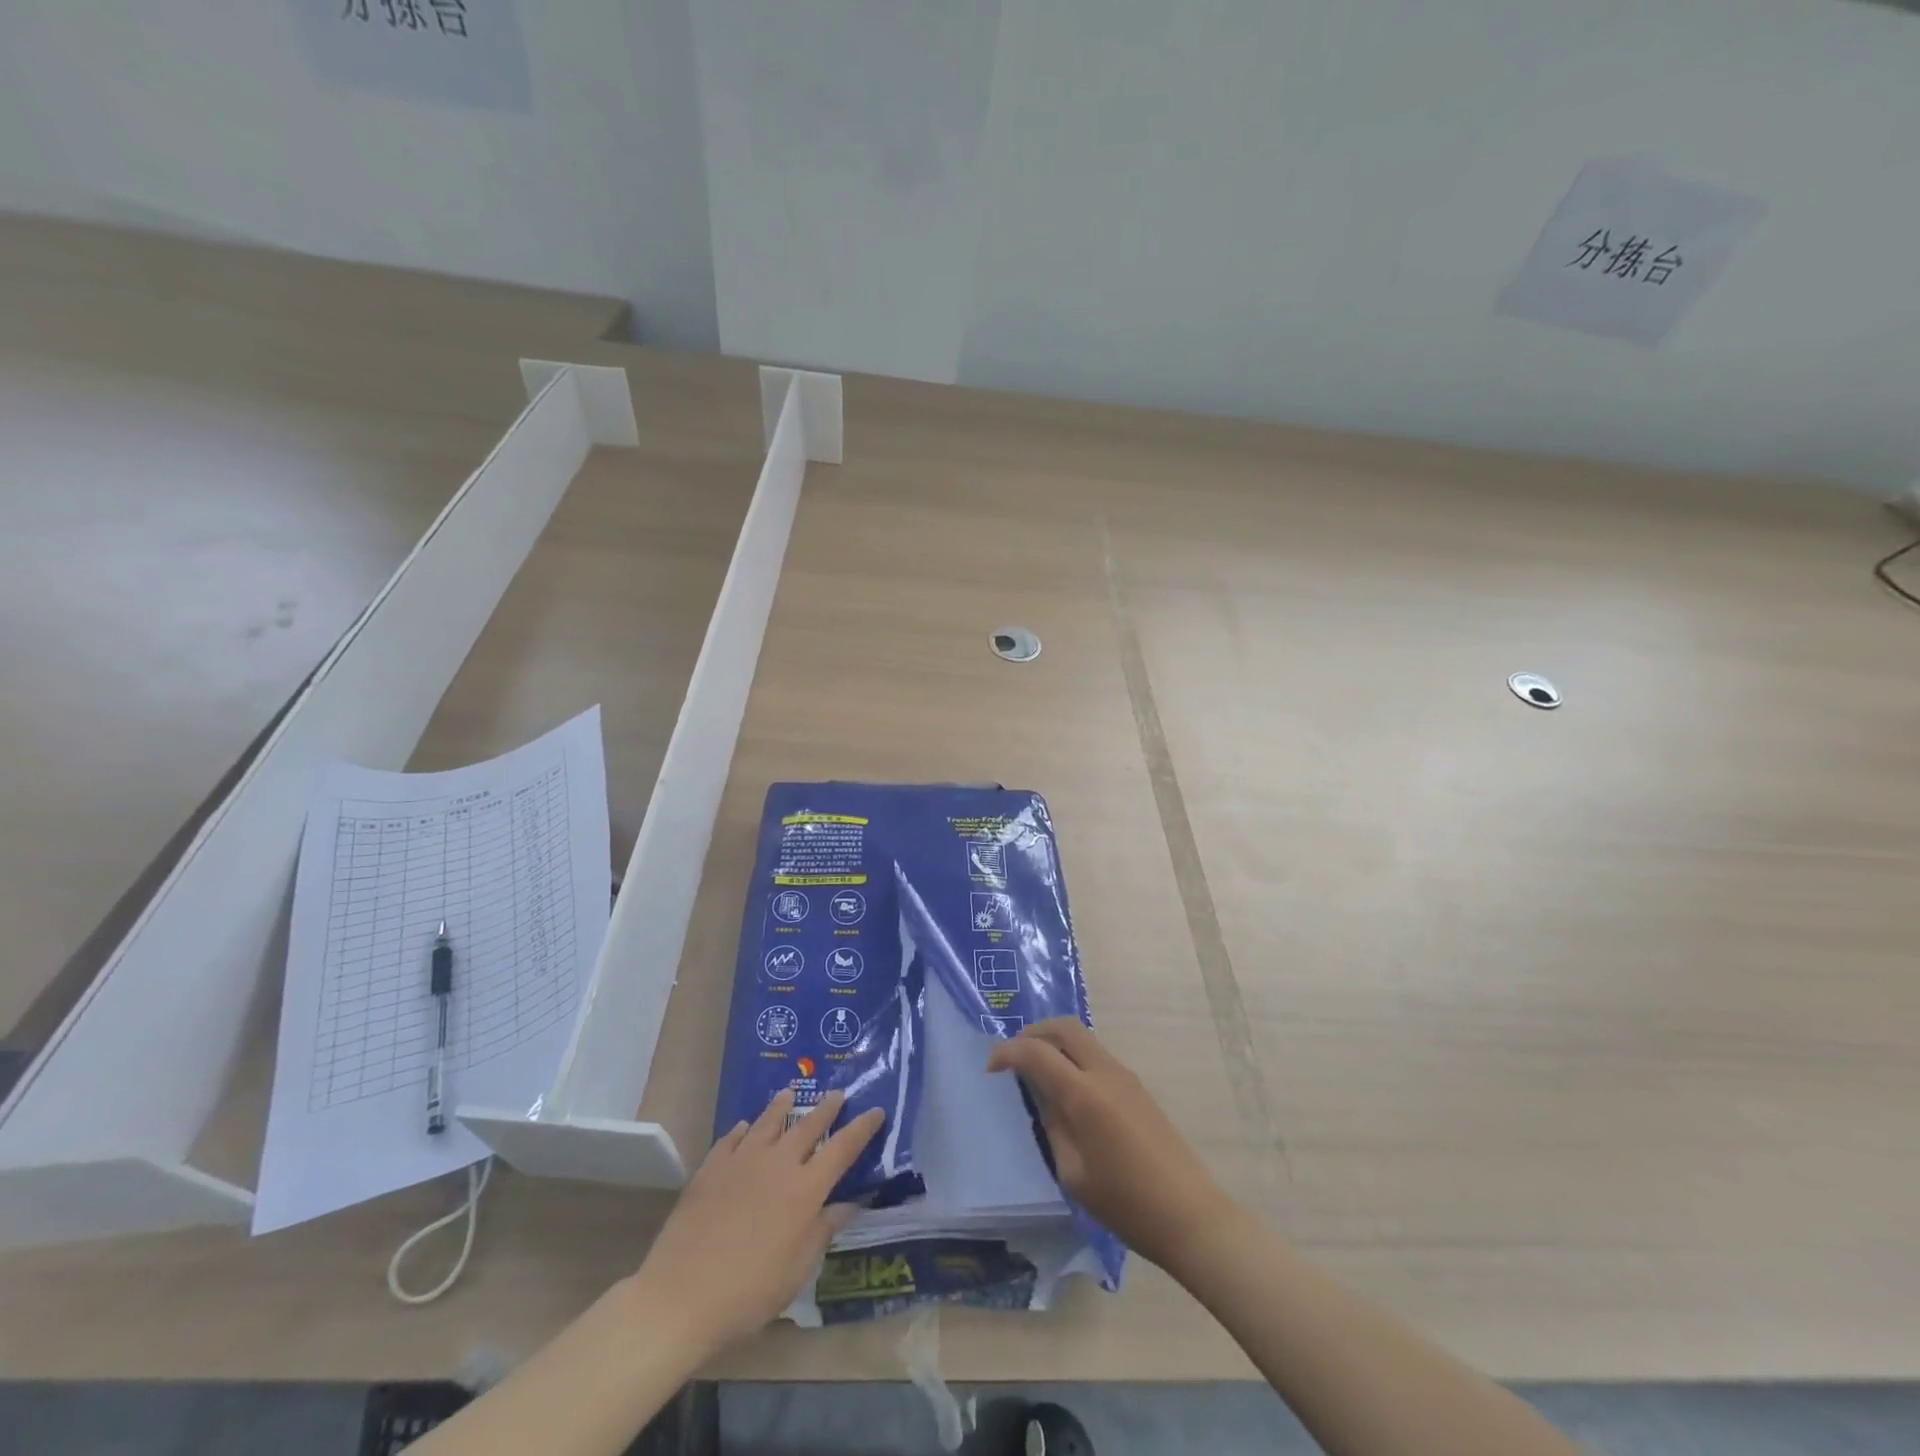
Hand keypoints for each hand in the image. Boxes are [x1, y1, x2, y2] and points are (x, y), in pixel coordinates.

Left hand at [632, 1088, 882, 1356]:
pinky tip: (743, 1127)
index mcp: (806, 1188)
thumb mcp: (798, 1270)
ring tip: (789, 1093)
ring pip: (769, 1121)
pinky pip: (732, 1137)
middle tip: (838, 1093)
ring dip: (783, 1105)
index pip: (843, 1147)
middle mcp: (779, 1163)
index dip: (862, 1128)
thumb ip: (823, 1230)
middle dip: (827, 1107)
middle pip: (808, 1124)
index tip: (876, 1111)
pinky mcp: (712, 1167)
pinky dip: (743, 1129)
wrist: (681, 1296)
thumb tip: (848, 1203)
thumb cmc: (749, 1291)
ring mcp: (743, 1160)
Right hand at [987, 1018, 1229, 1272]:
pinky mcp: (1138, 1088)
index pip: (1037, 1053)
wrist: (1191, 1216)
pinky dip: (1073, 1058)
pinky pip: (1097, 1056)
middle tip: (1014, 1057)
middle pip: (1064, 1027)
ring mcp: (1126, 1077)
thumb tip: (1042, 1098)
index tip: (991, 1069)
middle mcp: (1105, 1072)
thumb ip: (1053, 1126)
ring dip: (1055, 1043)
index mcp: (1084, 1094)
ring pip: (1083, 1038)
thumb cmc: (1126, 1204)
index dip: (1008, 1052)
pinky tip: (1066, 1090)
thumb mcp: (1073, 1174)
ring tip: (1036, 1073)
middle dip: (1033, 1033)